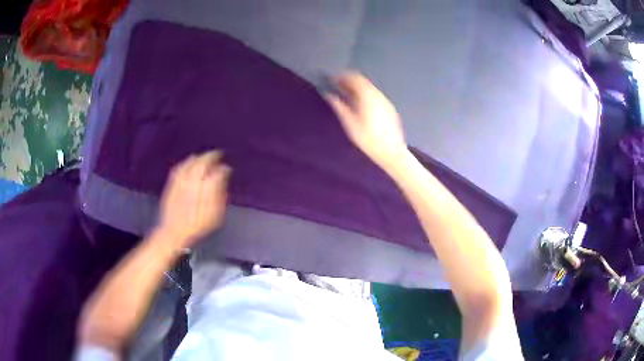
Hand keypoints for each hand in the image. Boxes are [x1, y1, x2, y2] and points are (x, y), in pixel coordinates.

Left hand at [157, 151, 230, 245]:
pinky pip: (179, 167)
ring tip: (204, 157)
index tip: (228, 168)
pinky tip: (188, 163)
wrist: (174, 233)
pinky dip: (186, 162)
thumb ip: (220, 191)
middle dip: (211, 156)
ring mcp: (180, 179)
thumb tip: (225, 173)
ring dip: (199, 157)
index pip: (218, 170)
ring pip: (190, 162)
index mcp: (206, 185)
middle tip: (217, 155)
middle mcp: (192, 178)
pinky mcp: (171, 183)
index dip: (224, 168)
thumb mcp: (216, 213)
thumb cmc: (198, 226)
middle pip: (203, 161)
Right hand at [325, 72, 408, 170]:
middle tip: (338, 87)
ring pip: (369, 89)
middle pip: (363, 82)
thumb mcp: (350, 124)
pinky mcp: (390, 109)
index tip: (333, 79)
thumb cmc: (368, 140)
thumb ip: (339, 107)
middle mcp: (378, 95)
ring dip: (358, 89)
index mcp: (368, 96)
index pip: (355, 78)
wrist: (392, 152)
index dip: (343, 76)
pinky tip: (360, 106)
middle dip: (350, 82)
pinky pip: (375, 96)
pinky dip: (366, 96)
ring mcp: (385, 102)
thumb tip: (329, 95)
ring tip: (346, 97)